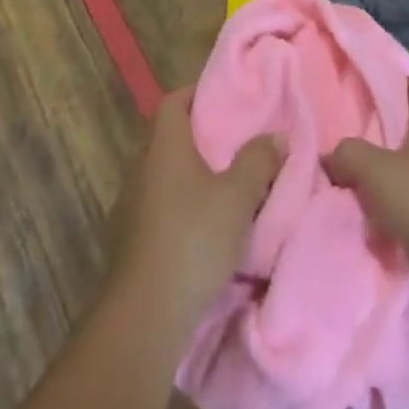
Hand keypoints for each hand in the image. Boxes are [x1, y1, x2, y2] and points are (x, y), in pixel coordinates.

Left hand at [108, 86, 283, 327]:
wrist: (146, 314)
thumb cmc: (193, 238)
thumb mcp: (238, 196)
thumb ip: (258, 160)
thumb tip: (276, 136)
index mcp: (164, 146)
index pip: (174, 102)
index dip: (197, 94)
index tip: (225, 97)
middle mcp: (141, 167)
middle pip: (169, 138)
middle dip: (200, 136)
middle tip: (235, 140)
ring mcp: (131, 204)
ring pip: (165, 174)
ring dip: (191, 175)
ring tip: (226, 182)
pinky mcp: (131, 239)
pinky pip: (160, 206)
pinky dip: (181, 205)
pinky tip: (205, 224)